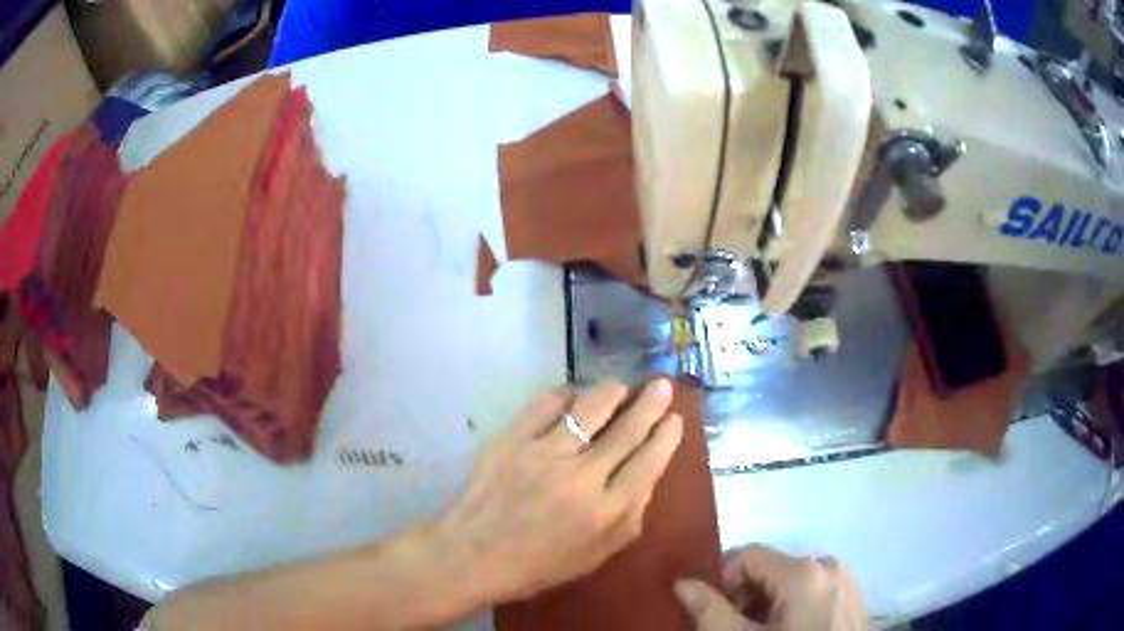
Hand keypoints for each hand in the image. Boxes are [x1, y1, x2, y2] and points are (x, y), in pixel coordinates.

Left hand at [435, 379, 683, 602]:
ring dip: (611, 392)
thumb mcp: (595, 556)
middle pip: (627, 430)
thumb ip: (630, 519)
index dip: (666, 437)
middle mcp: (580, 478)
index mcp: (605, 512)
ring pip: (589, 408)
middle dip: (650, 403)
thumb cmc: (537, 565)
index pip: (649, 463)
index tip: (675, 419)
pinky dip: (564, 394)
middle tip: (662, 385)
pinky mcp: (511, 440)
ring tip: (619, 387)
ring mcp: (543, 455)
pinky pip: (545, 404)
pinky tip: (571, 396)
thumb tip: (648, 478)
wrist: (472, 557)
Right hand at [675, 546, 868, 630]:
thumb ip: (709, 610)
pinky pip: (811, 594)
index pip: (745, 556)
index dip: (720, 584)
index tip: (712, 616)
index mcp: (803, 570)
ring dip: (764, 608)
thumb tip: (682, 582)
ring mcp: (844, 582)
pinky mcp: (851, 599)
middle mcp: (828, 565)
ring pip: (789, 585)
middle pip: (768, 570)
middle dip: (742, 599)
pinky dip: (789, 611)